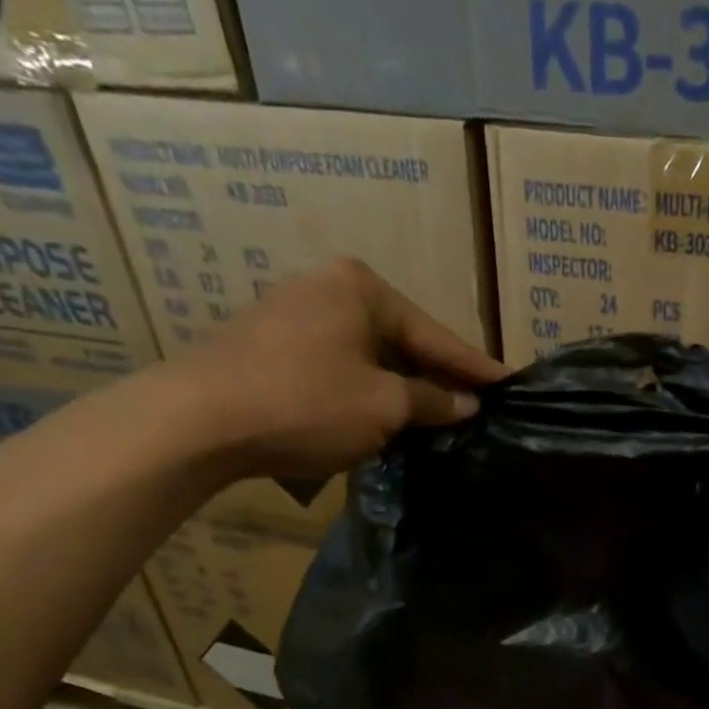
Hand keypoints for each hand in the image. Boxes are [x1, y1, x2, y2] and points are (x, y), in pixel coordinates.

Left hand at [165, 259, 506, 477]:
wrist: (197, 420)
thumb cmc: (306, 403)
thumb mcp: (384, 407)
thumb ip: (432, 401)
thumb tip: (467, 404)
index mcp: (361, 287)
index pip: (436, 335)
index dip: (476, 367)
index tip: (512, 382)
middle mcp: (327, 287)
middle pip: (403, 339)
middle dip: (438, 375)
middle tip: (476, 402)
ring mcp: (293, 313)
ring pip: (370, 354)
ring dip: (402, 385)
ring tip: (438, 413)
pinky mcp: (270, 345)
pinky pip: (339, 365)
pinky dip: (367, 389)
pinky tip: (383, 412)